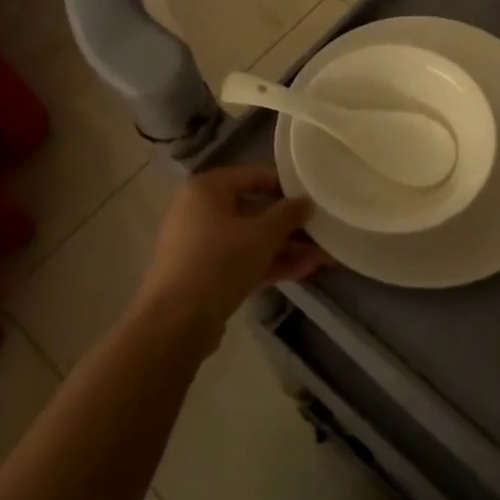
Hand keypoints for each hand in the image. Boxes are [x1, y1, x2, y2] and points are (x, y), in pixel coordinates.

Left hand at [132, 166, 328, 342]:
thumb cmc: (219, 261)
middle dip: (290, 226)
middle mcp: (200, 210)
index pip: (253, 175)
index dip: (286, 185)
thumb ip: (288, 214)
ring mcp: (200, 245)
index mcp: (207, 188)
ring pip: (250, 240)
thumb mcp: (262, 234)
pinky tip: (304, 271)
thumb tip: (307, 201)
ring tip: (324, 258)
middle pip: (253, 210)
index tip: (313, 196)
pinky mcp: (204, 275)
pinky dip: (268, 264)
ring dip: (285, 249)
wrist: (175, 323)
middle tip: (323, 232)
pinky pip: (241, 260)